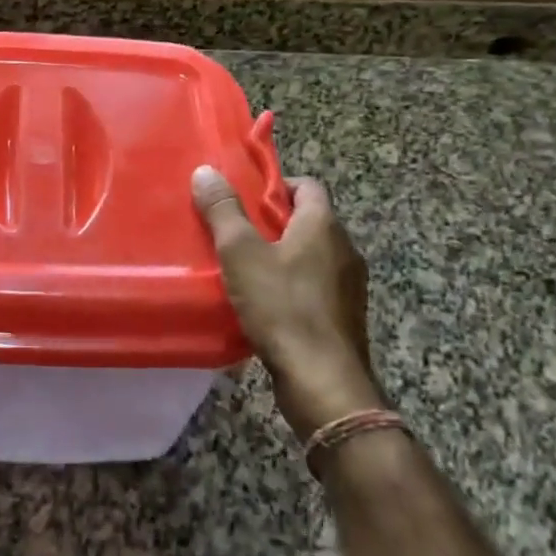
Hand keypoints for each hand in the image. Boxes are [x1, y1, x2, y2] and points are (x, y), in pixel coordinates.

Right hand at [192, 166, 381, 437]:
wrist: (323, 383)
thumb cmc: (282, 307)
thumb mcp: (241, 253)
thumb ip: (223, 210)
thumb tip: (206, 171)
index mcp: (324, 225)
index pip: (307, 185)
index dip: (276, 186)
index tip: (244, 197)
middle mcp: (344, 249)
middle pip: (309, 220)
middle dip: (273, 222)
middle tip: (235, 230)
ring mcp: (349, 286)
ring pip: (312, 255)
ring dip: (282, 255)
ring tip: (244, 266)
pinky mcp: (344, 317)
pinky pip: (315, 286)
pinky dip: (292, 285)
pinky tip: (264, 302)